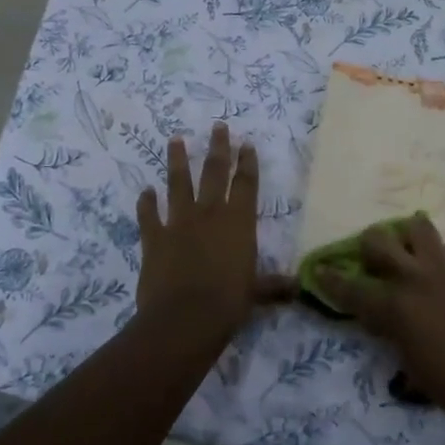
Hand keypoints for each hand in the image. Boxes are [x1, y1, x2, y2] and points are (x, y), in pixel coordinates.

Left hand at [136, 123, 293, 336]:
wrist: (185, 318)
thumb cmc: (228, 303)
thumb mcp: (256, 293)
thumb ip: (273, 286)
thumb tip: (299, 288)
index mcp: (238, 223)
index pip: (245, 184)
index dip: (247, 163)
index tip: (246, 143)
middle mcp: (209, 214)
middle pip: (214, 172)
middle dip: (218, 148)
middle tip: (218, 126)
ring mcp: (179, 222)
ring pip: (178, 183)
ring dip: (176, 160)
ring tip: (175, 139)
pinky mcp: (154, 237)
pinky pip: (148, 214)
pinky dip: (146, 202)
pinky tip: (145, 191)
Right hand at [318, 215, 444, 424]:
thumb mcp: (409, 365)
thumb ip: (393, 334)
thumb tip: (385, 321)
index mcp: (393, 307)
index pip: (351, 289)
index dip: (330, 279)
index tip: (319, 270)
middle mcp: (413, 279)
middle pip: (378, 240)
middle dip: (368, 245)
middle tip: (372, 258)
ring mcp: (443, 270)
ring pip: (418, 226)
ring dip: (409, 237)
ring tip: (411, 252)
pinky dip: (444, 256)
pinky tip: (444, 272)